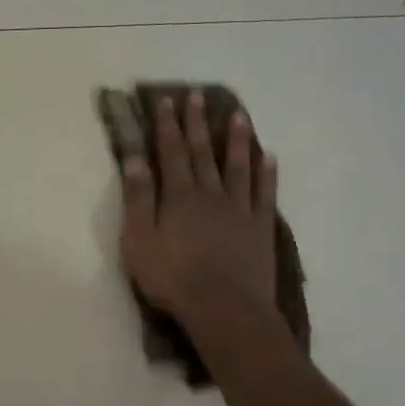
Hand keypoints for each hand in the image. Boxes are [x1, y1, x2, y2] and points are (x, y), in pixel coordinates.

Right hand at [119, 93, 281, 333]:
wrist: (224, 309)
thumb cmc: (172, 277)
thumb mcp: (139, 239)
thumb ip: (138, 198)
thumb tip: (134, 159)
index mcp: (178, 196)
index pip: (170, 152)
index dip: (168, 126)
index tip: (167, 101)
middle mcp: (210, 194)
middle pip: (202, 152)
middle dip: (197, 124)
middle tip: (198, 96)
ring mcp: (239, 209)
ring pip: (237, 166)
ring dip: (236, 140)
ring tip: (239, 116)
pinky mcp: (260, 227)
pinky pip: (264, 193)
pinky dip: (267, 173)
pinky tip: (269, 157)